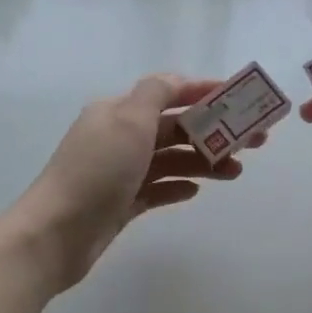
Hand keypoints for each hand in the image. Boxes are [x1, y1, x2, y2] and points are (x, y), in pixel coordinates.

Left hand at [10, 75, 256, 291]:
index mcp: (119, 112)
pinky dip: (178, 186)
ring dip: (203, 162)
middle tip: (255, 143)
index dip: (205, 93)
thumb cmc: (96, 171)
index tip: (242, 100)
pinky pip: (157, 189)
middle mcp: (119, 137)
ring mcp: (120, 173)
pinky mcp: (121, 204)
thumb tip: (177, 79)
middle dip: (215, 132)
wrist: (56, 233)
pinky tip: (197, 191)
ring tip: (235, 173)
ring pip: (170, 160)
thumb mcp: (128, 121)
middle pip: (175, 129)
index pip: (168, 93)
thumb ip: (155, 94)